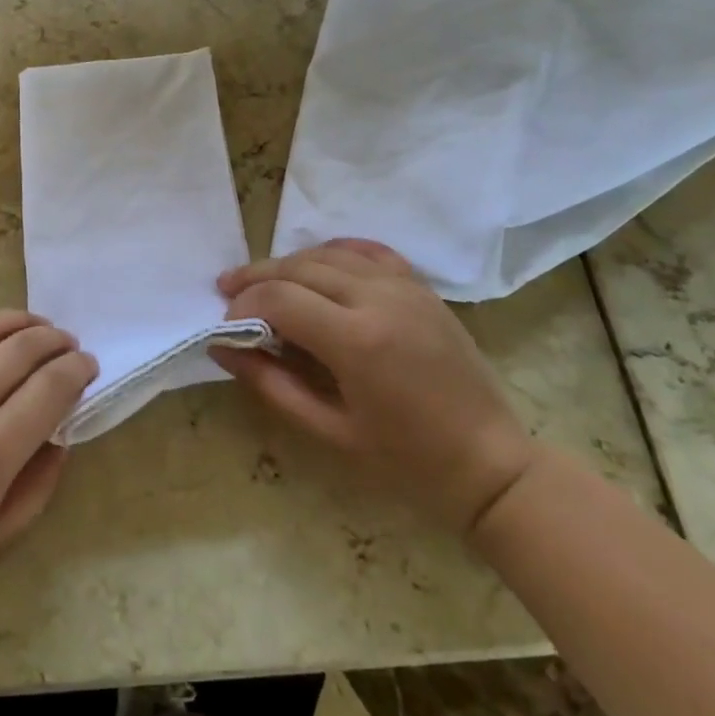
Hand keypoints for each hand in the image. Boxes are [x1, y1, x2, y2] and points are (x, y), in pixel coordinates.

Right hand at [213, 240, 537, 537]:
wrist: (490, 464)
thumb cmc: (407, 461)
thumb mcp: (330, 431)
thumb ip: (272, 383)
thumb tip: (223, 348)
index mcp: (357, 340)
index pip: (279, 298)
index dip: (243, 305)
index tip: (225, 325)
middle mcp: (378, 298)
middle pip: (298, 268)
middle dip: (256, 278)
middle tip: (228, 292)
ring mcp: (404, 287)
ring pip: (328, 253)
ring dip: (289, 263)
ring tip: (263, 281)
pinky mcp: (421, 287)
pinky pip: (368, 251)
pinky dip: (334, 251)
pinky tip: (316, 263)